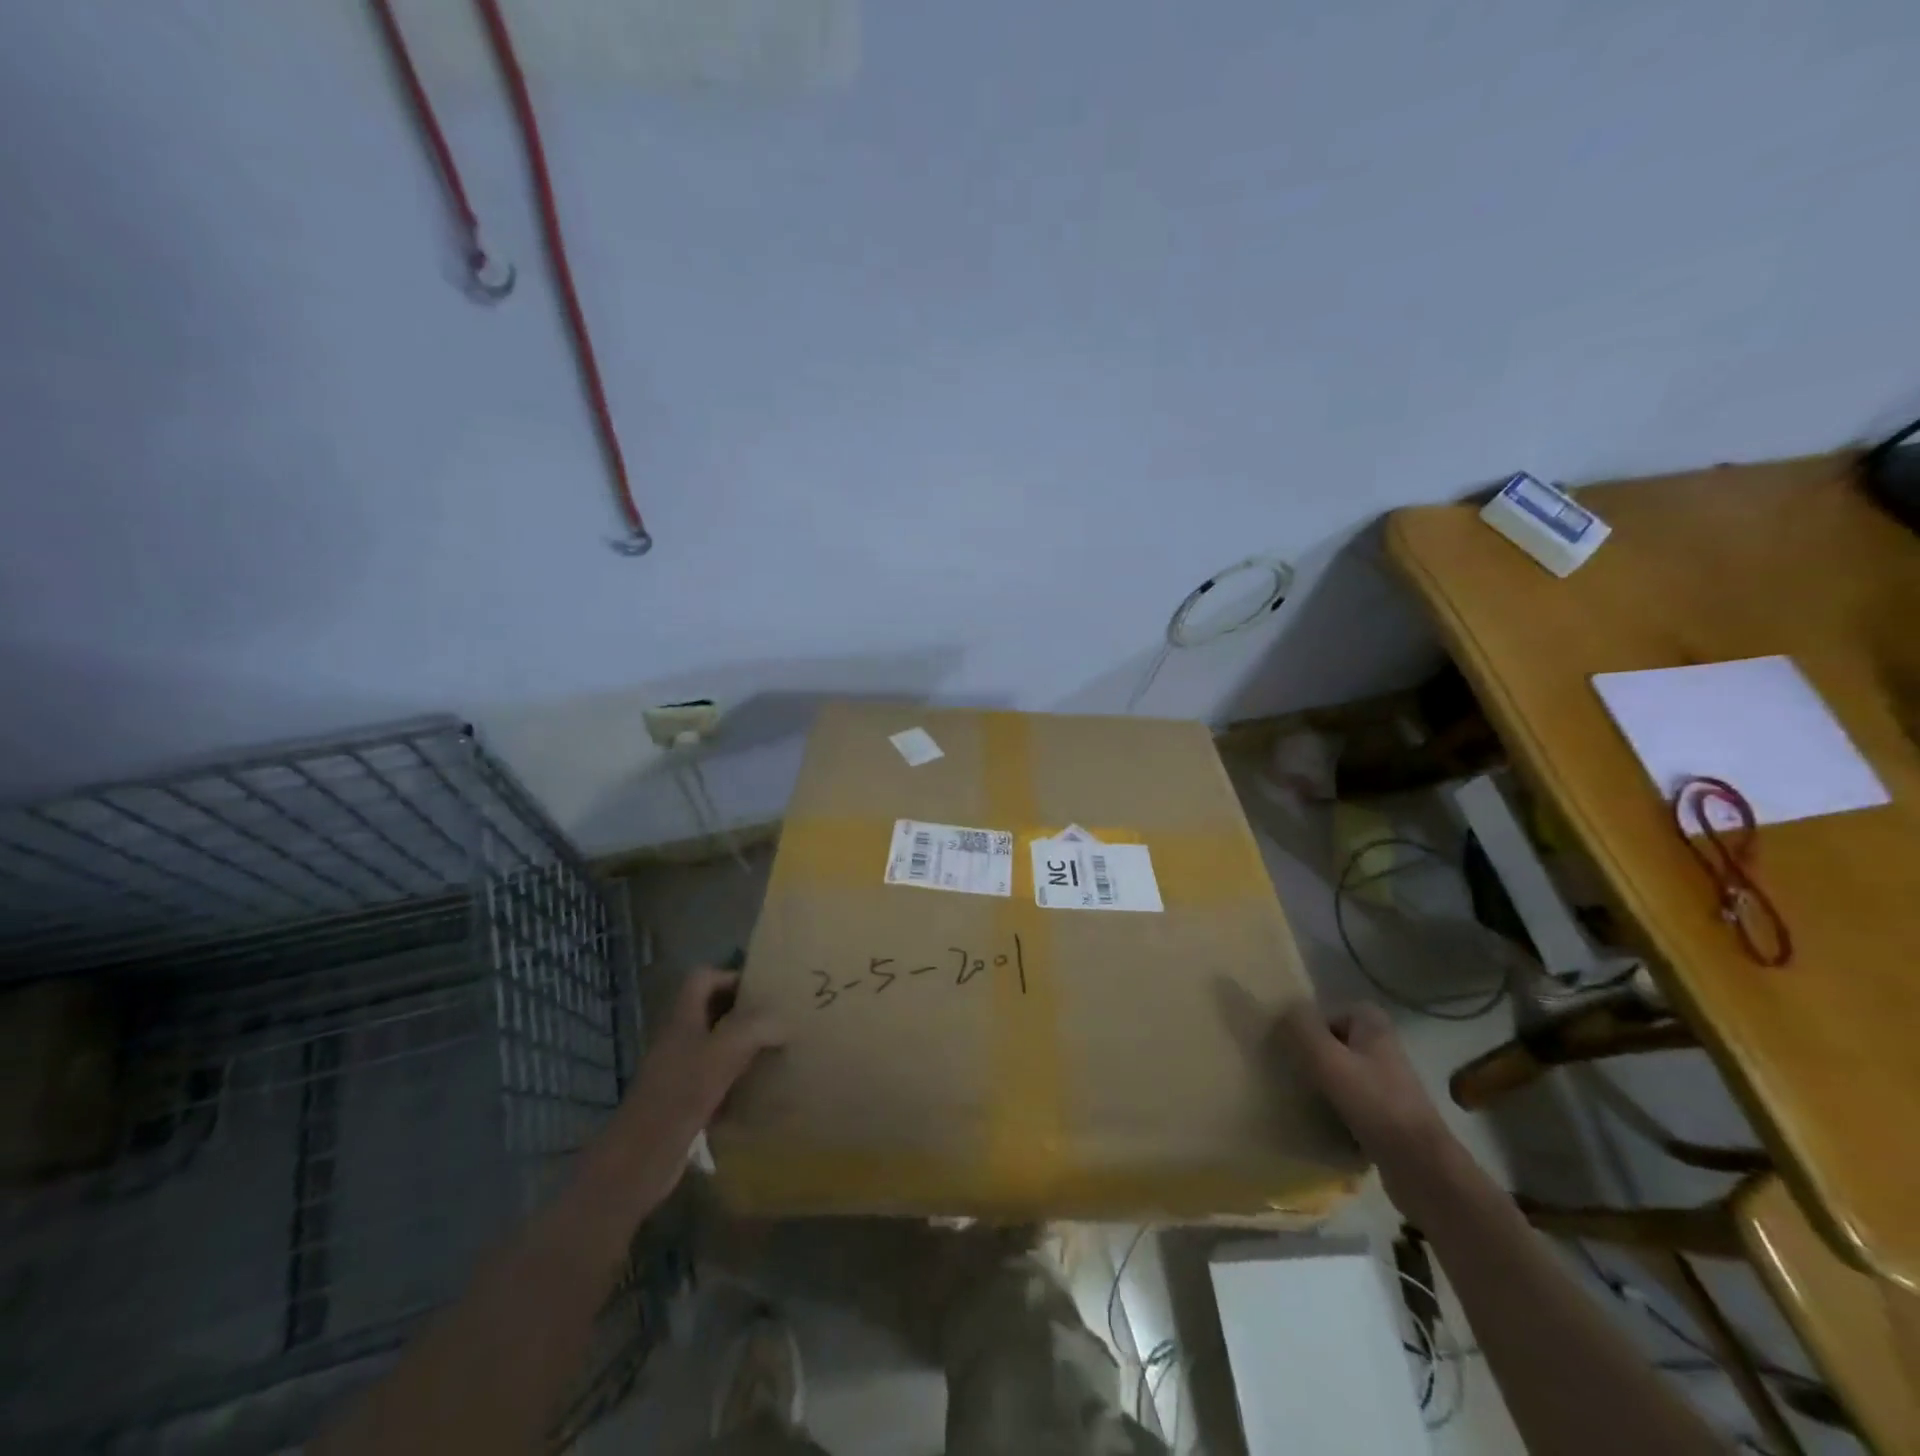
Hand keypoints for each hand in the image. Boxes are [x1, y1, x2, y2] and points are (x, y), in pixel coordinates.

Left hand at [608, 967, 783, 1211]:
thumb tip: (784, 1021)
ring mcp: (678, 1072)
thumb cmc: (679, 1096)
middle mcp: (679, 1039)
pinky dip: (736, 1084)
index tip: (763, 990)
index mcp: (683, 1018)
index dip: (731, 977)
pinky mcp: (683, 1104)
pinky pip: (715, 1082)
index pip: (703, 978)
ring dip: (743, 1048)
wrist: (638, 1161)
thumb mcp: (723, 1052)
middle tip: (778, 1019)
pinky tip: (758, 1094)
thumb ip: (756, 1028)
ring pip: (715, 1047)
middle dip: (744, 1013)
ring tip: (776, 1052)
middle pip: (712, 1011)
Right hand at [1278, 1000, 1458, 1214]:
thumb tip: (1286, 1008)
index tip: (1297, 1048)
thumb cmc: (1374, 1104)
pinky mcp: (1391, 1117)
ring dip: (1325, 1086)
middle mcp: (1386, 1050)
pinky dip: (1339, 1111)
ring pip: (1345, 1074)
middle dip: (1316, 1057)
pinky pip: (1354, 1103)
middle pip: (1338, 1043)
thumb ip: (1303, 1029)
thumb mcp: (1329, 1060)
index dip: (1314, 1027)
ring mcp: (1390, 1085)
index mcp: (1375, 1028)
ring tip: (1305, 1100)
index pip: (1335, 1012)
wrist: (1422, 1168)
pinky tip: (1325, 1124)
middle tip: (1295, 1073)